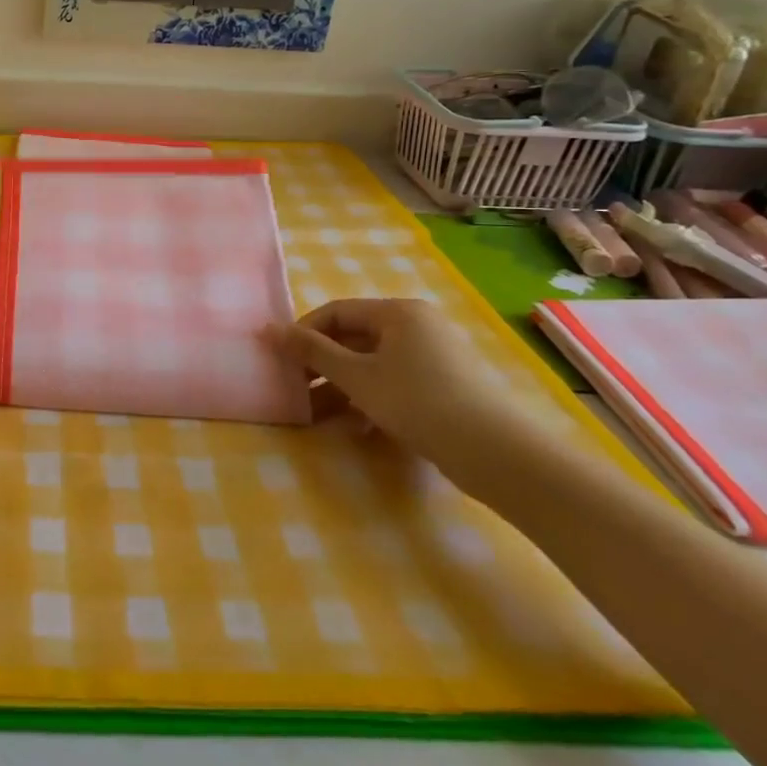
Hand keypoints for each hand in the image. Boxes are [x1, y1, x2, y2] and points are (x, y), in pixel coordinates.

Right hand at [271, 299, 545, 493]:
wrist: (497, 453)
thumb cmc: (418, 402)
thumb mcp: (357, 377)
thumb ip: (312, 352)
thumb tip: (268, 329)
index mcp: (398, 312)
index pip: (336, 312)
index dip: (304, 333)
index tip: (281, 361)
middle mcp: (417, 326)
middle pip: (354, 338)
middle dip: (322, 365)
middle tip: (294, 389)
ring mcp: (434, 356)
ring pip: (373, 365)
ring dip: (342, 387)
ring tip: (316, 415)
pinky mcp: (445, 386)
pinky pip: (395, 383)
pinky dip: (370, 400)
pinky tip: (356, 428)